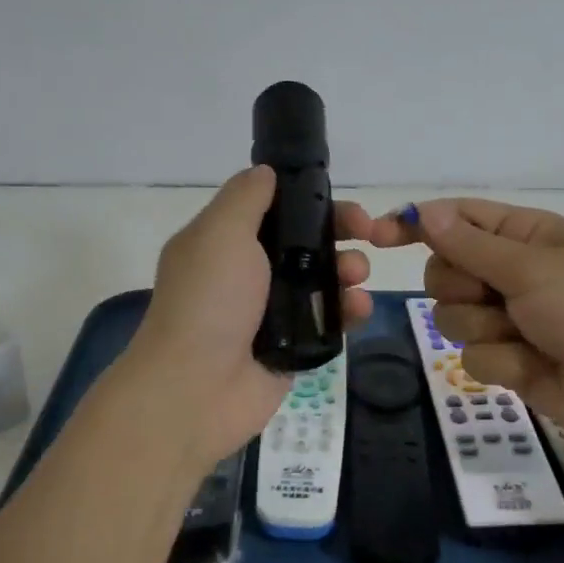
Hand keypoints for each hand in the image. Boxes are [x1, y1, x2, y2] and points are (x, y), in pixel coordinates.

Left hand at [125, 167, 372, 469]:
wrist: (195, 389)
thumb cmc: (208, 301)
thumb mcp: (221, 233)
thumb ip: (246, 197)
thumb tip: (266, 172)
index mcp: (224, 242)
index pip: (275, 209)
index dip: (310, 201)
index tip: (338, 199)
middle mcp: (248, 273)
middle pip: (304, 243)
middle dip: (339, 232)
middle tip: (367, 233)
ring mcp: (271, 312)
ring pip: (322, 280)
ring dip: (348, 270)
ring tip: (357, 277)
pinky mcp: (292, 347)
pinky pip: (328, 320)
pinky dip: (348, 311)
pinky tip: (360, 309)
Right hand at [370, 199, 563, 458]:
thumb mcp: (532, 269)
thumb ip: (471, 245)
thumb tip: (423, 212)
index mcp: (523, 235)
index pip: (457, 218)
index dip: (417, 223)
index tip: (379, 236)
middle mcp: (511, 271)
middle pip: (444, 269)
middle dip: (461, 285)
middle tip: (495, 295)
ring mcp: (508, 317)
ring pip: (451, 314)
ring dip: (482, 326)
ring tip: (524, 335)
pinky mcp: (508, 359)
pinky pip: (471, 354)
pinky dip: (499, 360)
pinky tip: (532, 367)